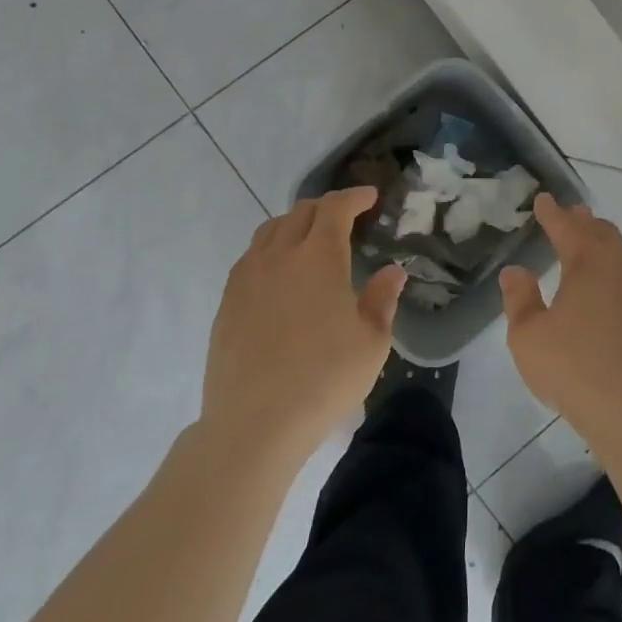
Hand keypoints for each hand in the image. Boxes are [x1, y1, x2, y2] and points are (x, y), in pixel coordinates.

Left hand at [202, 188, 406, 461]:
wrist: (254, 425)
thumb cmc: (324, 379)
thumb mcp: (371, 342)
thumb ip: (382, 299)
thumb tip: (393, 271)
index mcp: (319, 257)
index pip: (335, 208)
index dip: (354, 197)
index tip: (370, 196)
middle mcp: (279, 255)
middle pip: (300, 212)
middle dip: (326, 207)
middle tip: (345, 217)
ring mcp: (247, 278)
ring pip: (270, 231)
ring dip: (295, 224)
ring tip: (310, 238)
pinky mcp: (227, 302)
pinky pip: (250, 257)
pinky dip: (271, 249)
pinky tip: (279, 273)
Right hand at [501, 194, 621, 448]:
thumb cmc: (574, 367)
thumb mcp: (528, 336)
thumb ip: (520, 299)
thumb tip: (515, 272)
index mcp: (588, 262)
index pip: (567, 227)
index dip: (552, 213)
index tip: (543, 200)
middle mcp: (620, 267)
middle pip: (601, 233)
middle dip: (583, 221)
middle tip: (570, 215)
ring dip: (605, 244)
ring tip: (592, 245)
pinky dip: (620, 272)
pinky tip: (615, 290)